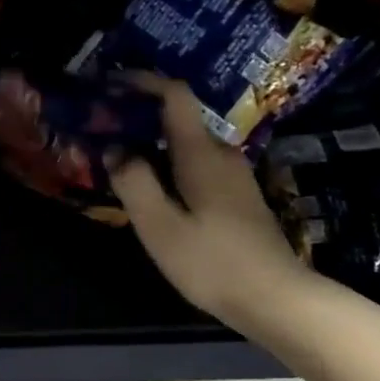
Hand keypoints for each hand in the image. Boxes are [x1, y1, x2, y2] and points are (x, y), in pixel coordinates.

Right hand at [107, 78, 303, 325]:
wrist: (275, 298)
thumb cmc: (212, 263)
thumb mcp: (160, 227)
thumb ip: (134, 183)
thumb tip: (115, 148)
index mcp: (201, 154)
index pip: (175, 95)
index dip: (143, 81)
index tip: (110, 83)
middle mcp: (221, 155)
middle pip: (179, 119)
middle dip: (141, 117)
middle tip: (104, 129)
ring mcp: (234, 176)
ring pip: (188, 145)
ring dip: (155, 144)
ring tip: (120, 159)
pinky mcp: (238, 198)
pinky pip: (197, 166)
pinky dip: (170, 165)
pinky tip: (154, 189)